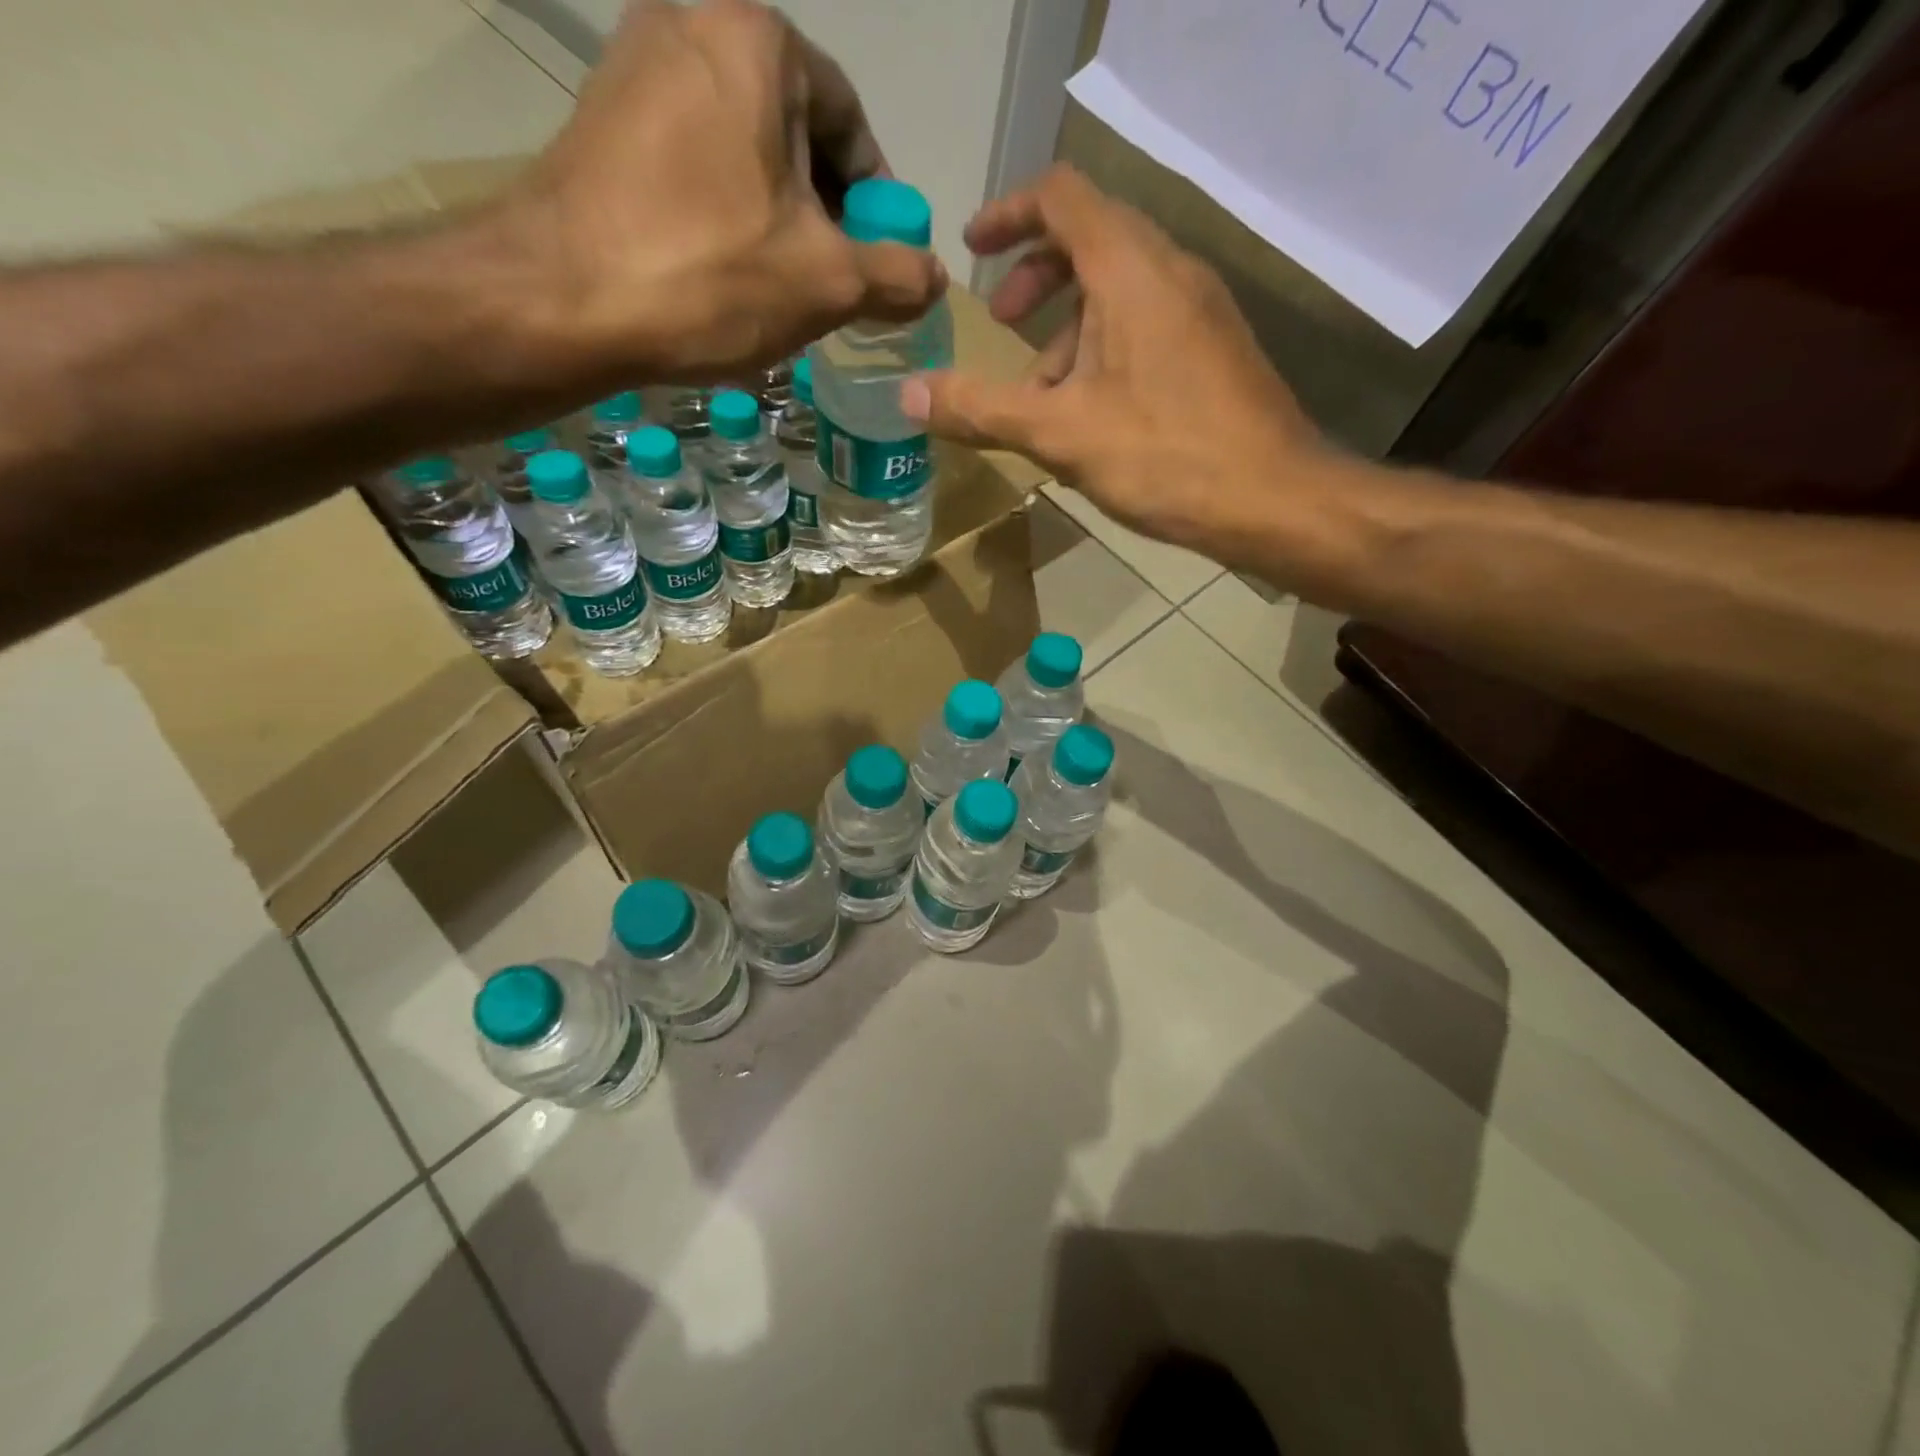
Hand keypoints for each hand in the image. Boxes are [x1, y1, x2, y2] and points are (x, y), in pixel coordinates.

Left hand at [499, 0, 945, 386]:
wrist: (562, 300)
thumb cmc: (711, 275)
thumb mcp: (828, 282)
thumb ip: (897, 274)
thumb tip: (936, 278)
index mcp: (758, 41)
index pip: (850, 121)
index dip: (877, 200)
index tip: (881, 259)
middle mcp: (691, 22)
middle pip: (794, 133)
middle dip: (824, 212)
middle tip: (833, 283)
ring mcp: (634, 66)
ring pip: (742, 151)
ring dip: (776, 219)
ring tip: (779, 288)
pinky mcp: (600, 119)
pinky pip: (691, 162)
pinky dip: (723, 214)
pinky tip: (724, 273)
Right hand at [904, 166, 1333, 568]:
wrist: (1273, 499)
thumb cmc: (1164, 456)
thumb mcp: (1061, 434)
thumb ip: (982, 409)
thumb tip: (908, 395)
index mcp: (1129, 269)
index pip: (1060, 197)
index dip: (1008, 214)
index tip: (971, 249)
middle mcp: (1170, 271)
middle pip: (1089, 240)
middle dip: (1034, 277)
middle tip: (1001, 325)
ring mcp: (1200, 309)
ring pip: (1118, 290)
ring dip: (1068, 327)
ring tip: (1041, 395)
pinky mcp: (1214, 348)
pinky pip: (1147, 324)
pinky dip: (1104, 348)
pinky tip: (1091, 414)